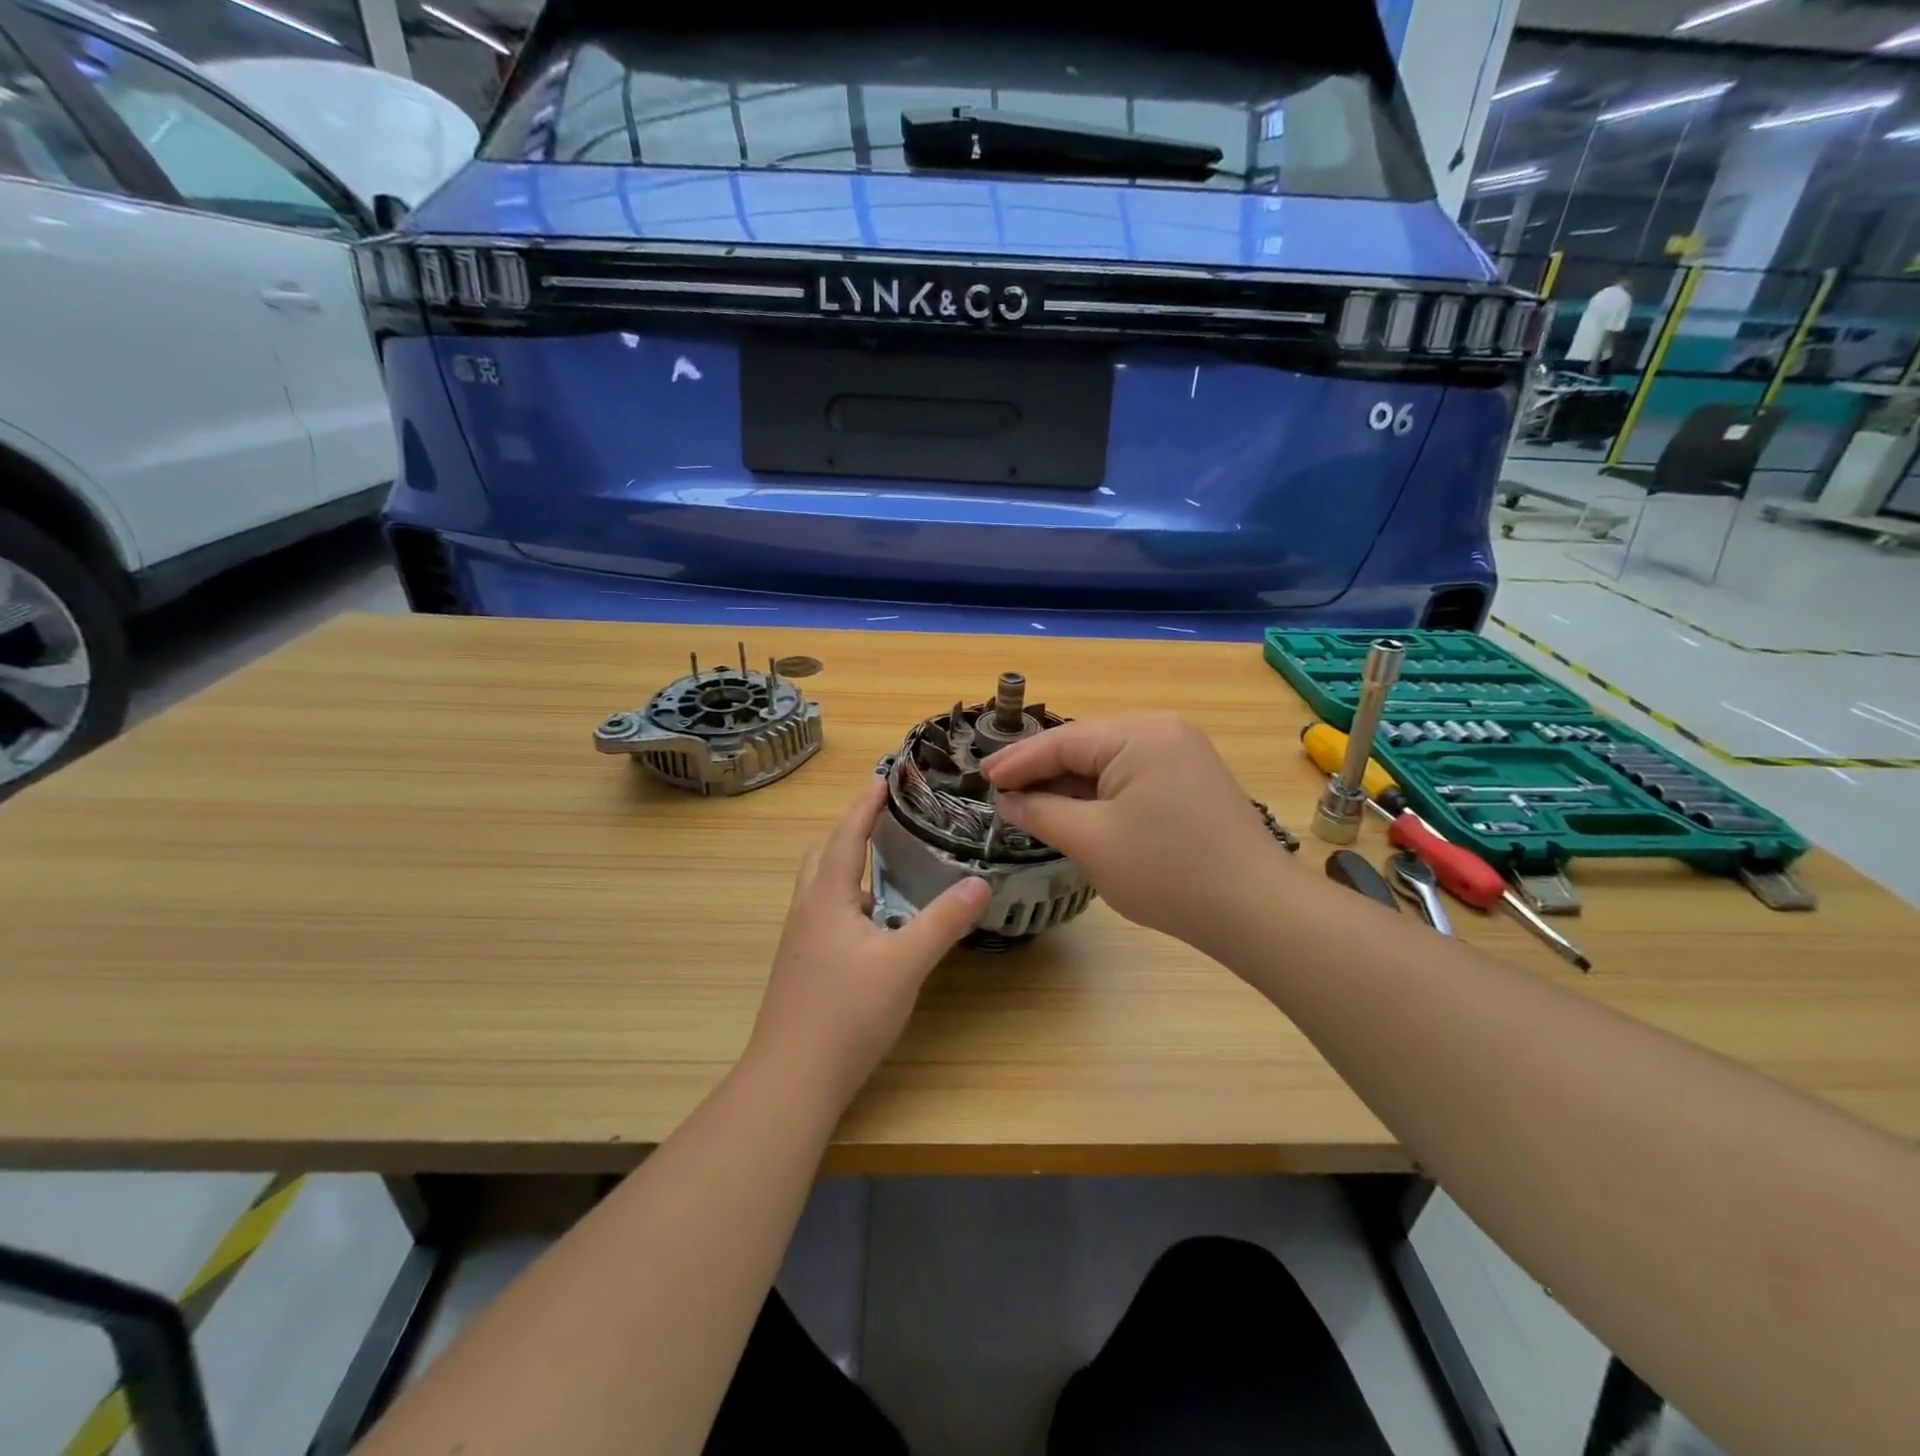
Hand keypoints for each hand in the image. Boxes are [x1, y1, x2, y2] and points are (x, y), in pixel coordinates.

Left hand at [746, 778, 989, 1112]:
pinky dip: (851, 901)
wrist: (791, 1080)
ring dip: (849, 867)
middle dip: (851, 832)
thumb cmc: (845, 1014)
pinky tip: (877, 925)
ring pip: (823, 888)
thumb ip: (943, 922)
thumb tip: (980, 882)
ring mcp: (800, 942)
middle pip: (824, 856)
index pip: (846, 836)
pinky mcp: (803, 968)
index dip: (866, 805)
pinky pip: (827, 915)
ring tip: (889, 866)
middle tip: (886, 820)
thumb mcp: (904, 964)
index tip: (885, 777)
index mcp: (826, 898)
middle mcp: (807, 911)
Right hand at [982, 713, 1288, 952]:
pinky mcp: (1192, 781)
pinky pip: (1133, 778)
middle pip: (1086, 747)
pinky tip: (1075, 811)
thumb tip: (1007, 801)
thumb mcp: (1091, 840)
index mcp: (1139, 734)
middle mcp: (1163, 731)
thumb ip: (1041, 812)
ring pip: (1109, 763)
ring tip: (1028, 803)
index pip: (1062, 741)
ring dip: (1070, 785)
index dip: (1017, 762)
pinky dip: (1100, 795)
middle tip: (999, 791)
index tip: (981, 778)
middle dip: (1042, 771)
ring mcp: (1183, 755)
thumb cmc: (1166, 871)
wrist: (1255, 911)